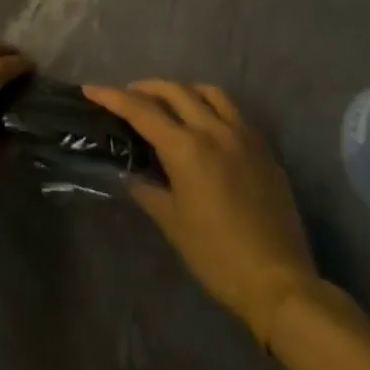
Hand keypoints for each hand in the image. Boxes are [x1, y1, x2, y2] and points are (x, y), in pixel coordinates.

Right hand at [84, 81, 317, 339]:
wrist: (278, 282)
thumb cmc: (217, 257)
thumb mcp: (172, 223)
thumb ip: (147, 188)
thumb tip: (130, 171)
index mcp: (186, 149)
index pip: (141, 110)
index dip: (112, 96)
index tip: (90, 89)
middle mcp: (214, 130)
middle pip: (174, 90)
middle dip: (145, 88)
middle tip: (127, 97)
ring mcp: (243, 135)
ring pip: (208, 92)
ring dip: (182, 90)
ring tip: (168, 103)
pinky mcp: (263, 147)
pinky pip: (232, 110)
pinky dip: (210, 105)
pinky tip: (204, 124)